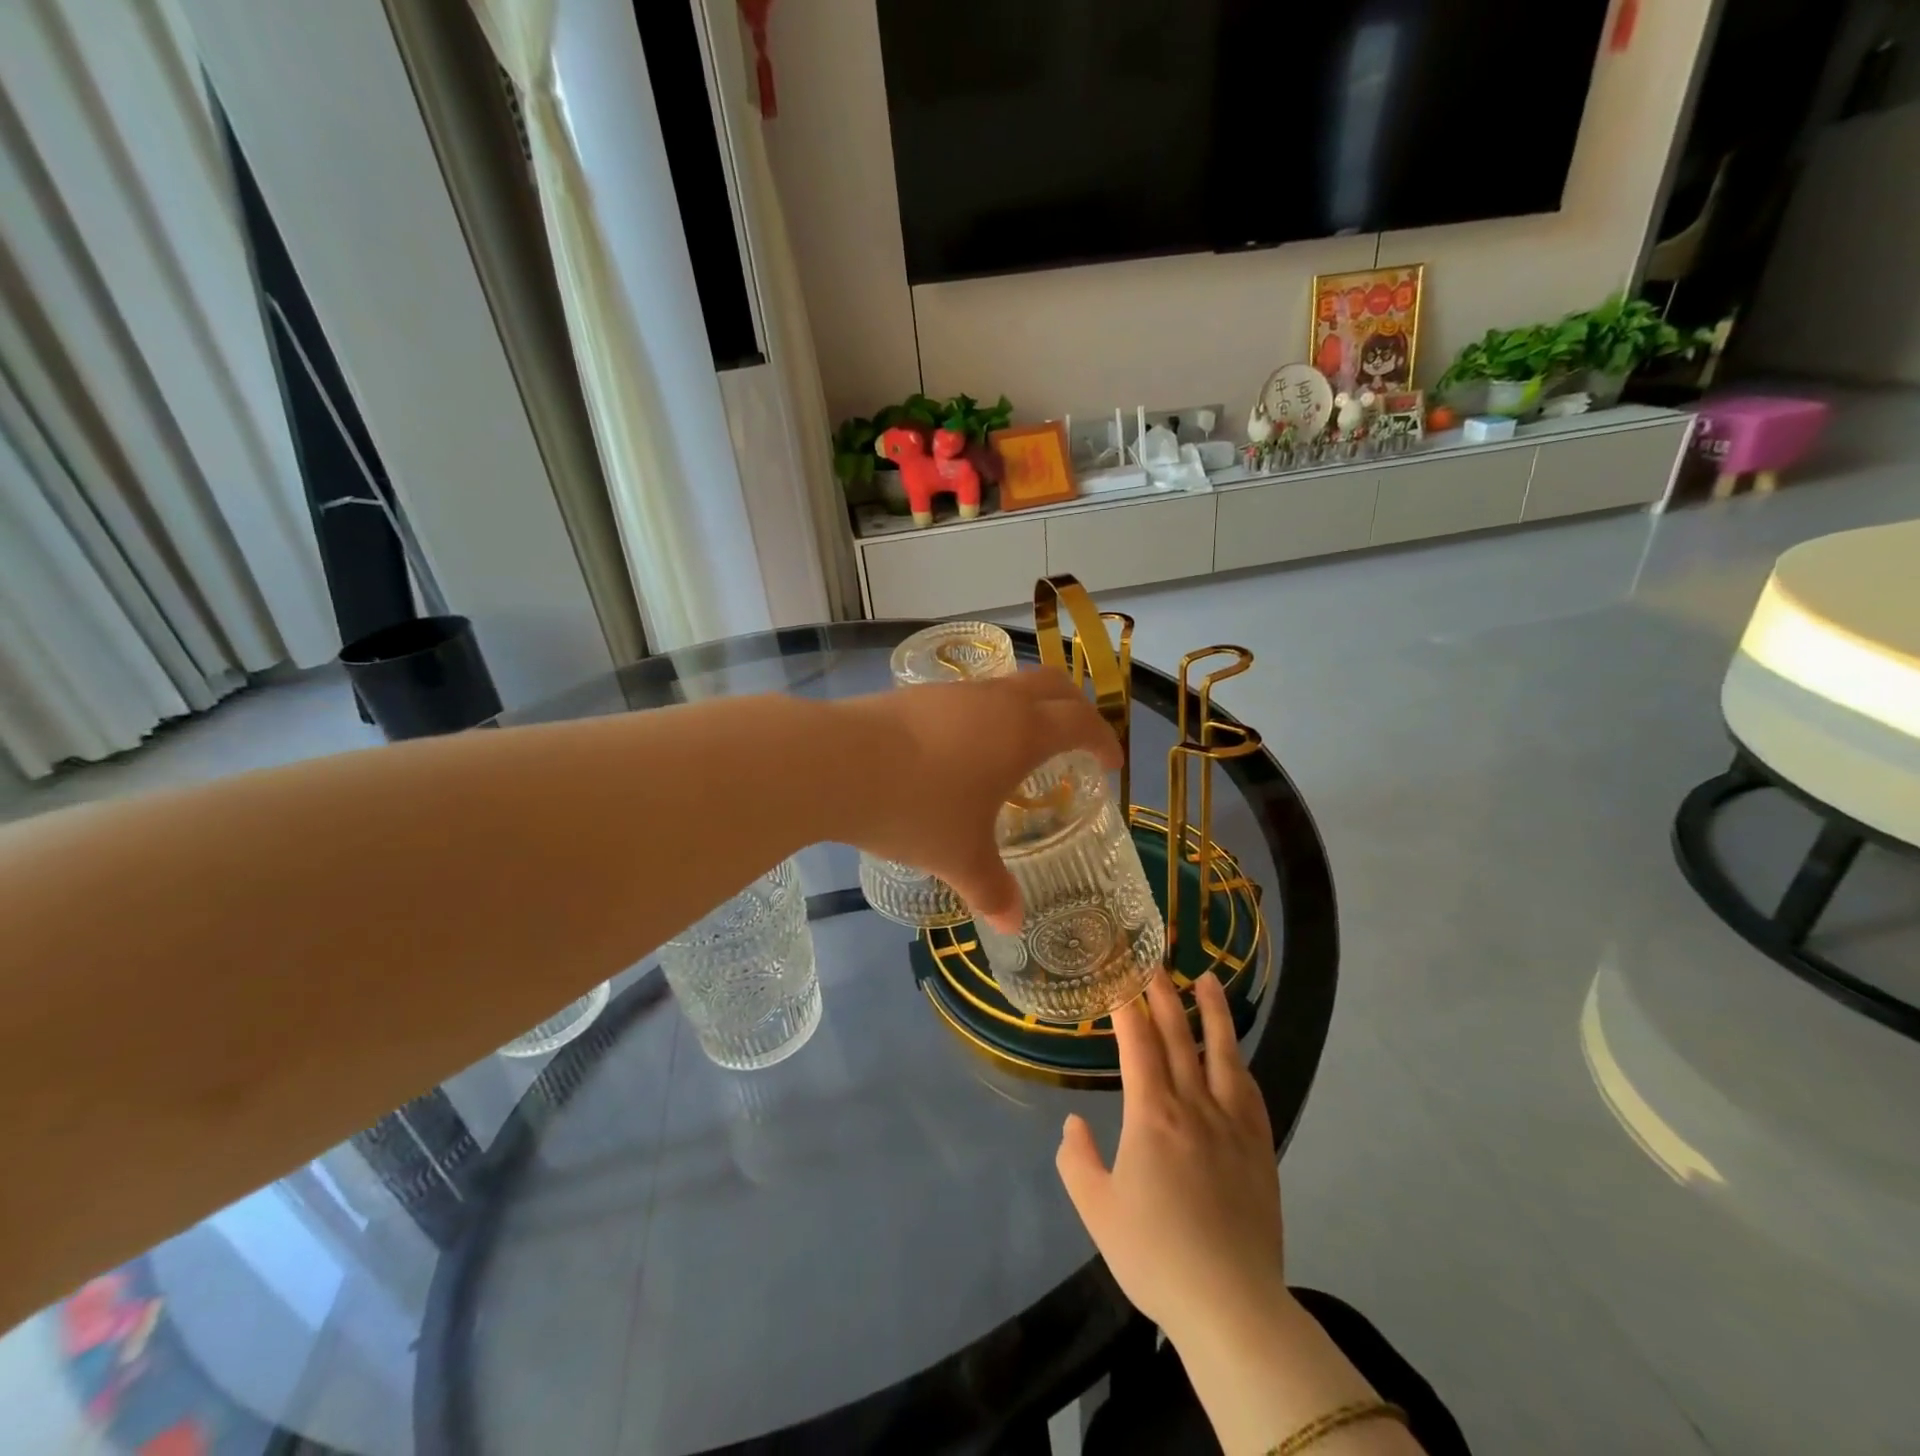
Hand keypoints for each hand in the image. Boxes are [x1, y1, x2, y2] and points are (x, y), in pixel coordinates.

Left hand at [833, 669, 1120, 932]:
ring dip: (1027, 709)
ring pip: (1008, 685)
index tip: (1109, 763)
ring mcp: (954, 691)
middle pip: (1054, 685)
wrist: (836, 764)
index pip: (1082, 724)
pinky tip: (964, 749)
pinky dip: (987, 714)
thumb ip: (992, 890)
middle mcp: (996, 701)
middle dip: (1075, 709)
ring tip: (1020, 748)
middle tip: (1078, 740)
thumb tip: (1012, 925)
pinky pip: (970, 696)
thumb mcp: (960, 857)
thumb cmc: (916, 809)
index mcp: (1023, 733)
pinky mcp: (917, 694)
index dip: (1103, 741)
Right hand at [1056, 971, 1283, 1342]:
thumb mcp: (1097, 1211)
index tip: (1122, 979)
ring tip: (1208, 981)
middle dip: (1165, 996)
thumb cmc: (1155, 1256)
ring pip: (1222, 1054)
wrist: (1230, 1304)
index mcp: (1152, 1116)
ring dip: (1213, 1013)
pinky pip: (1250, 1092)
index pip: (1139, 1046)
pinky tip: (1235, 1054)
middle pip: (1179, 1037)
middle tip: (1156, 963)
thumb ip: (1077, 1160)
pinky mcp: (1260, 1148)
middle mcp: (1194, 1107)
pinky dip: (1239, 1062)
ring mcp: (1232, 1125)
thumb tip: (1074, 1123)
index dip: (1129, 1010)